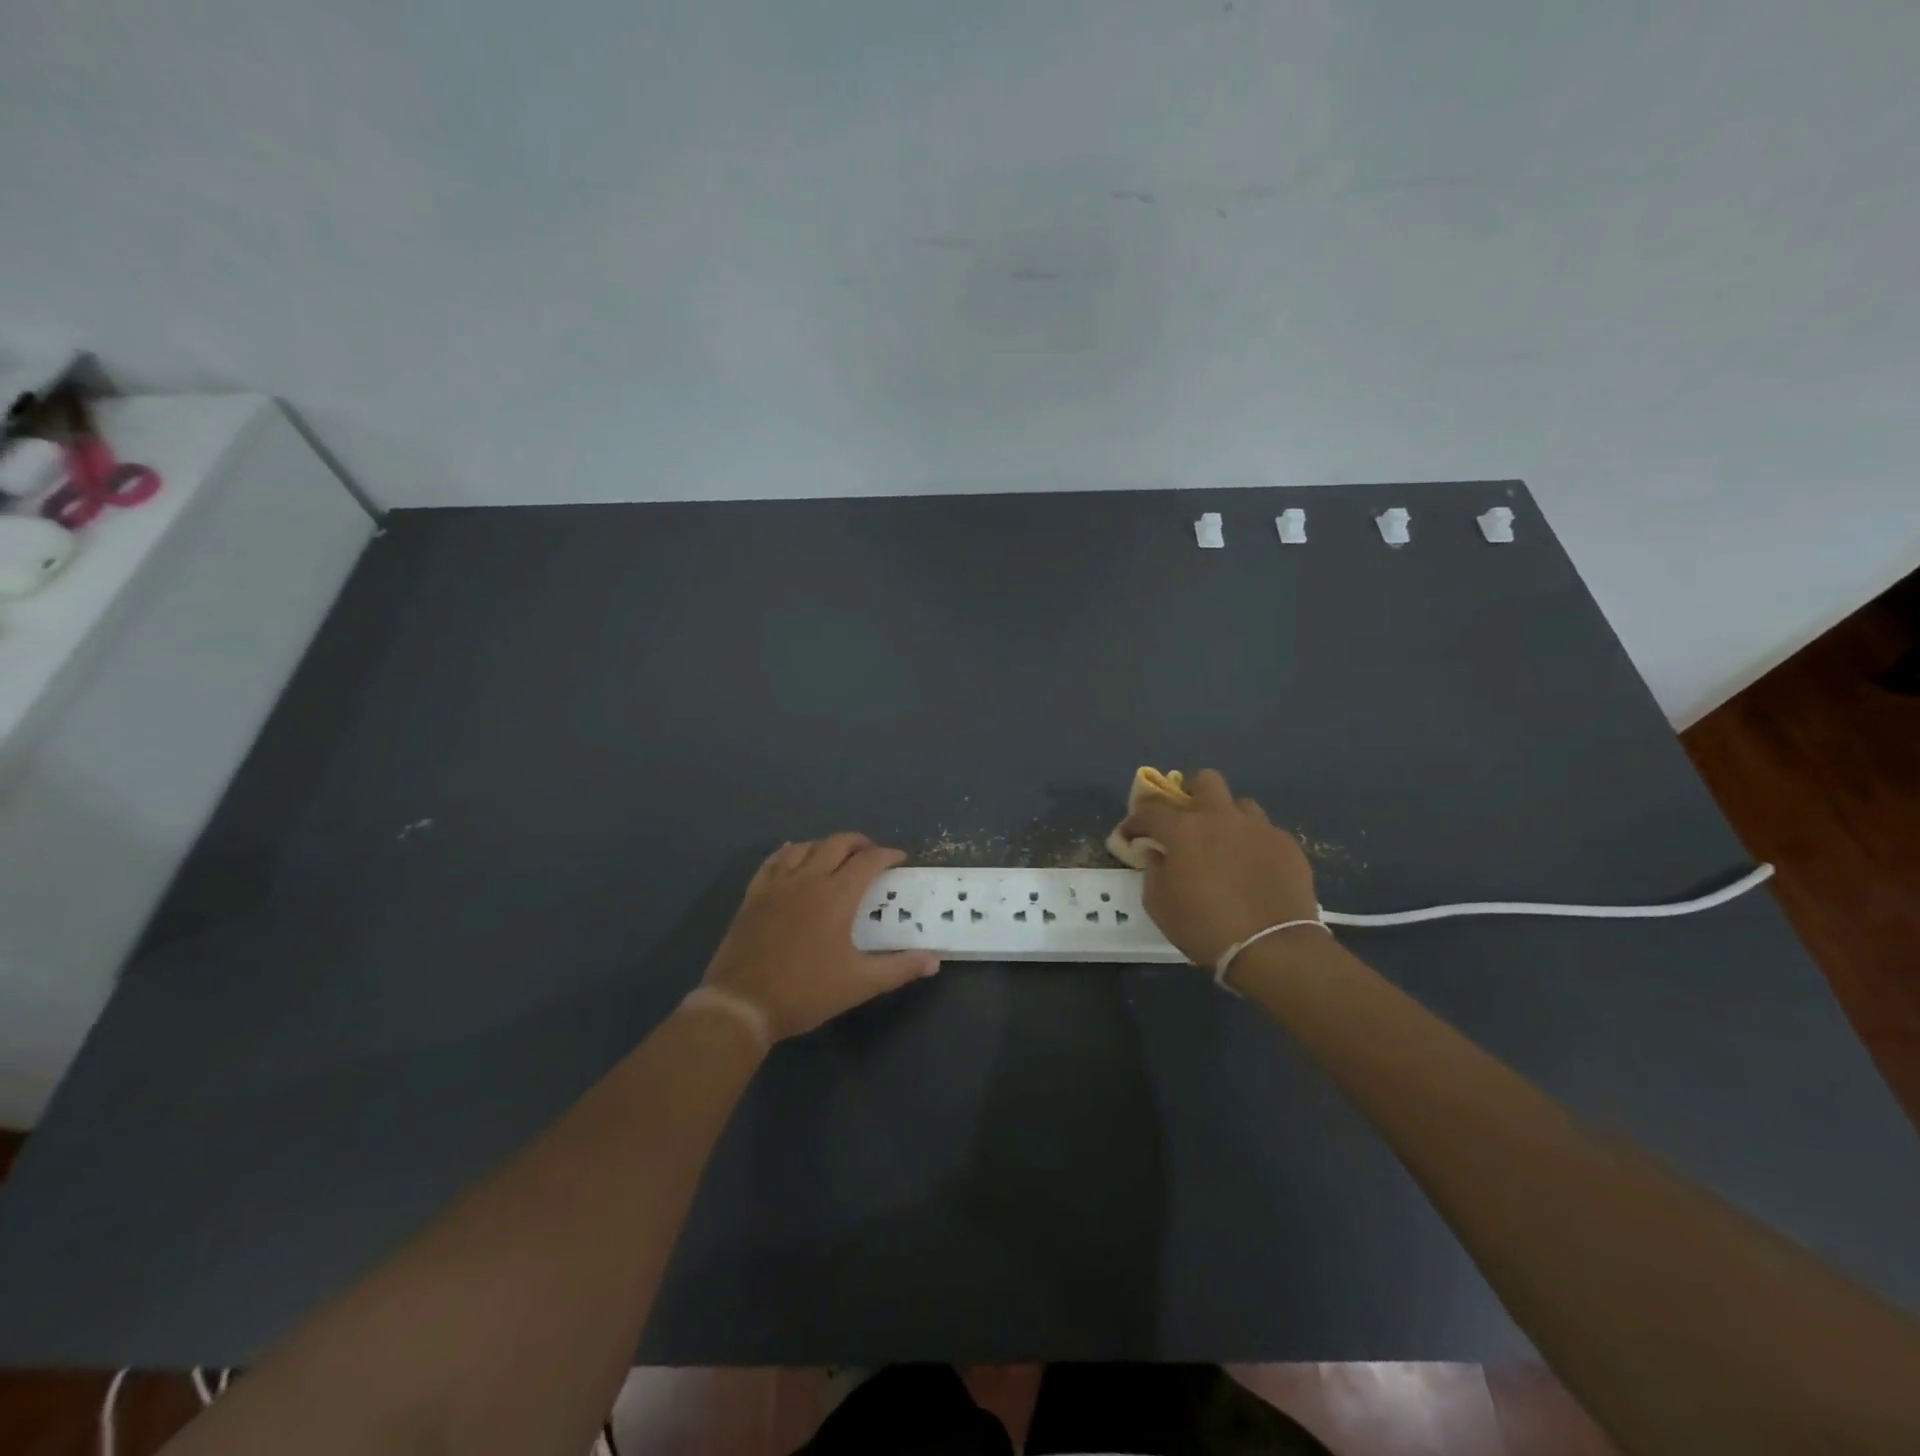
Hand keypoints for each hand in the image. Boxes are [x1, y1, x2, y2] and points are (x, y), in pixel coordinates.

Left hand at [702, 833, 939, 1040]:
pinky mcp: (754, 894)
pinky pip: (774, 860)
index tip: (900, 859)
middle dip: (859, 843)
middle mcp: (808, 879)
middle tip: (871, 855)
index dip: (888, 855)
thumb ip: (899, 968)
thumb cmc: (805, 992)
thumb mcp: (859, 984)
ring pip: (805, 847)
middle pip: (837, 844)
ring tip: (836, 856)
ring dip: (826, 845)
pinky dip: (790, 852)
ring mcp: (777, 884)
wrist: (741, 1004)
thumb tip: (934, 960)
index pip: (869, 861)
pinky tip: (793, 856)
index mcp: (837, 895)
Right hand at [1119, 769, 1320, 966]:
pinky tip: (1253, 868)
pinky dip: (1253, 843)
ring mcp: (1259, 828)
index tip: (1131, 833)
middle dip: (1191, 792)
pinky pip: (1265, 832)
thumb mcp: (1160, 905)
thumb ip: (1153, 871)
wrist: (1273, 948)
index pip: (1151, 809)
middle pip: (1205, 781)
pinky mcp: (1288, 845)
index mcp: (1184, 829)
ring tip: (1225, 844)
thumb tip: (1157, 854)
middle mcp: (1221, 817)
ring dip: (1227, 818)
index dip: (1136, 819)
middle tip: (1186, 817)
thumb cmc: (1205, 927)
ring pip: (1240, 805)